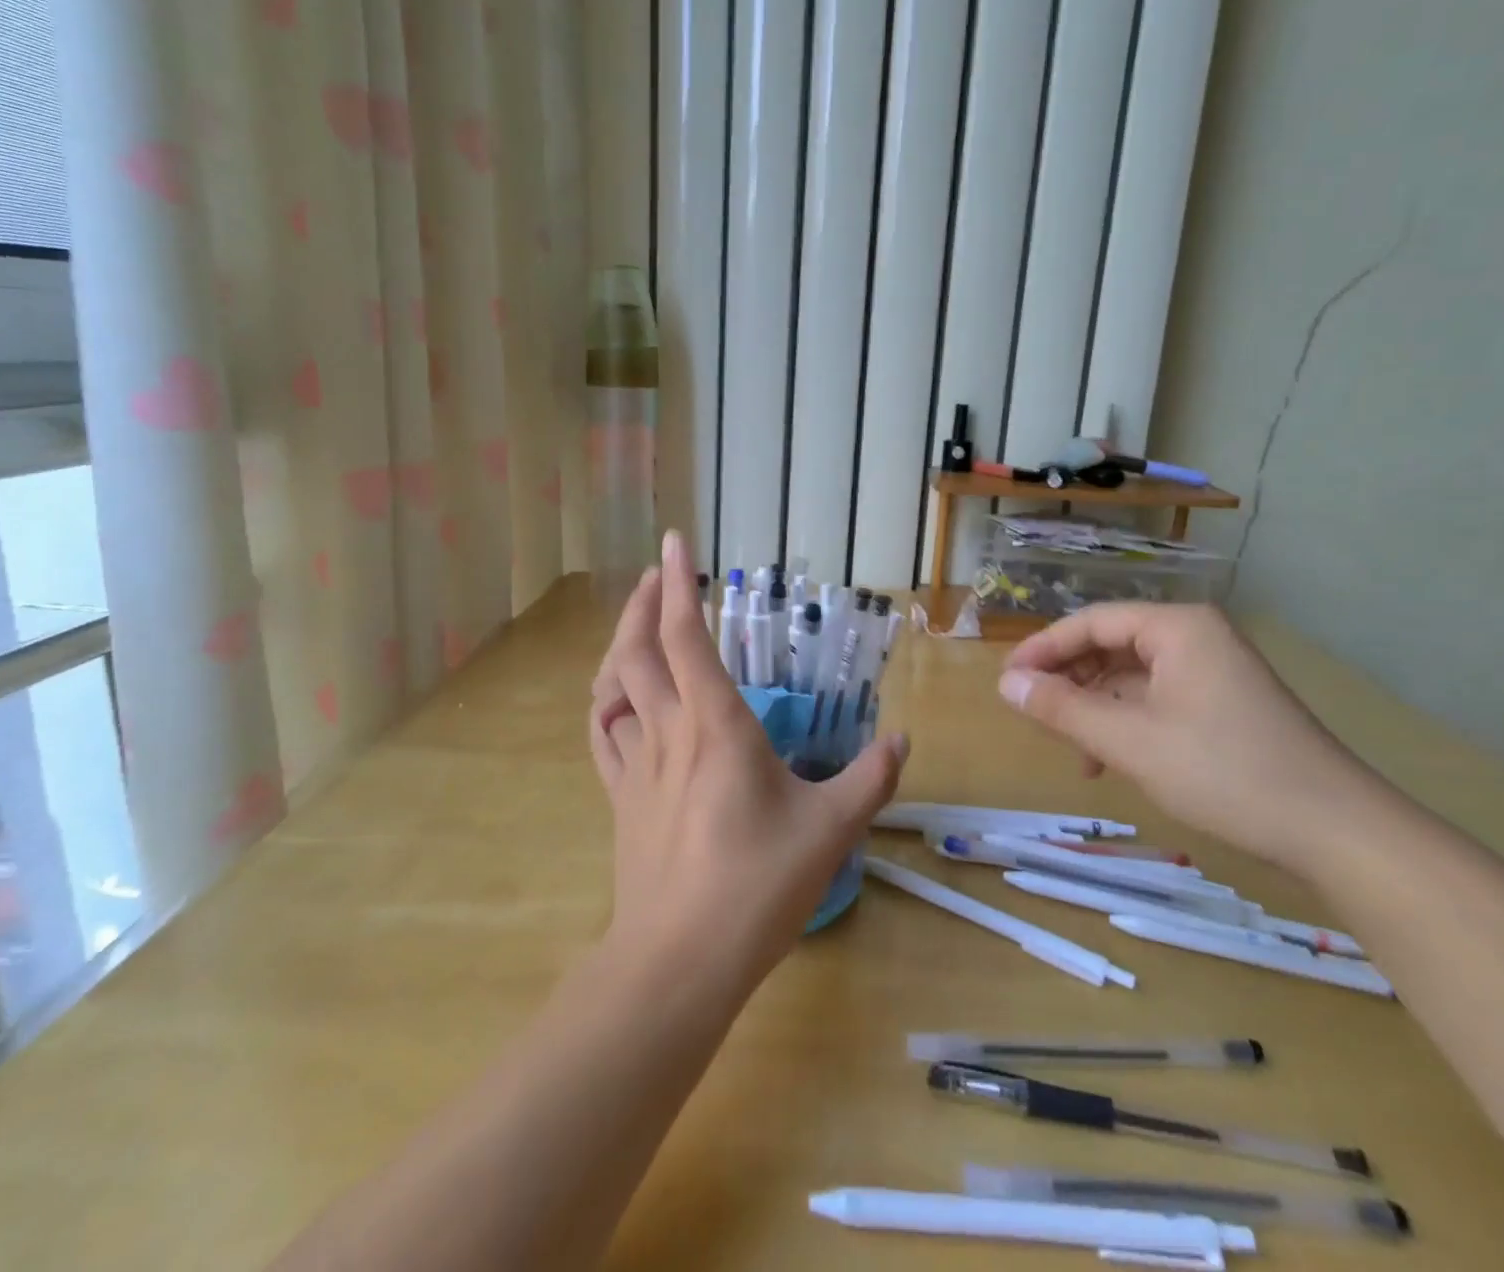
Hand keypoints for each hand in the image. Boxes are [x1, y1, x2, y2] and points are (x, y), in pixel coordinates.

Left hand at [589, 531, 907, 990]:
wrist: (679, 960)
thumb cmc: (757, 887)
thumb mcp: (830, 830)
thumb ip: (870, 779)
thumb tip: (901, 741)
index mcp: (715, 724)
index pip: (686, 636)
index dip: (678, 584)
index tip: (673, 542)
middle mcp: (668, 731)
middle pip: (637, 650)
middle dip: (644, 602)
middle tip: (658, 573)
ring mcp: (635, 765)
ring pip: (611, 687)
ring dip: (619, 646)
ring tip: (636, 626)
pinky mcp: (620, 799)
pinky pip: (602, 736)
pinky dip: (604, 703)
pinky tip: (614, 701)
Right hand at [996, 603, 1380, 874]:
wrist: (1336, 831)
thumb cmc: (1224, 772)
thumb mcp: (1128, 741)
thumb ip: (1062, 708)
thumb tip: (1005, 683)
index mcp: (1176, 627)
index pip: (1090, 622)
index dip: (1042, 649)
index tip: (1007, 681)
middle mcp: (1195, 637)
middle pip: (1110, 644)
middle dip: (1068, 679)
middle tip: (1033, 713)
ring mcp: (1213, 671)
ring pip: (1130, 675)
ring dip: (1093, 706)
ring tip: (1069, 746)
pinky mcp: (1224, 704)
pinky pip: (1156, 698)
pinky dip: (1124, 721)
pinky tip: (1108, 759)